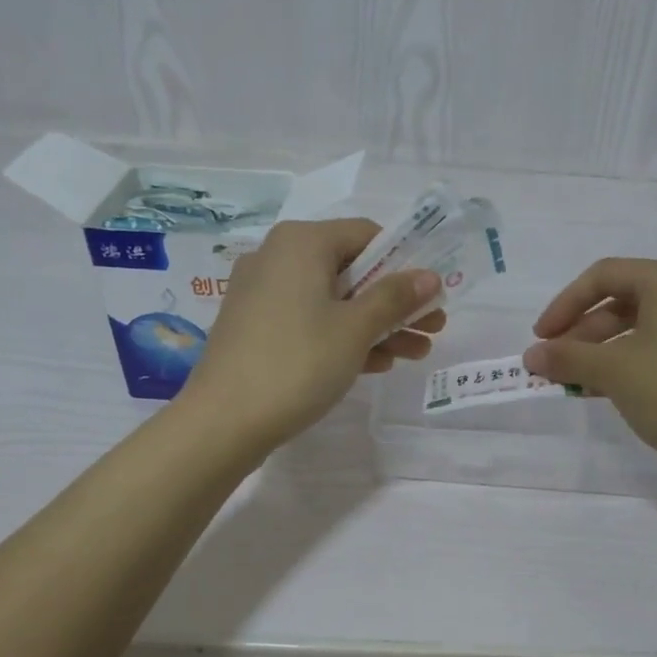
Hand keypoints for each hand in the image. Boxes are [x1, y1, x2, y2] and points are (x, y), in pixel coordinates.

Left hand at [179, 218, 444, 451]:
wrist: (223, 422)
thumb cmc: (297, 363)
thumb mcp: (355, 329)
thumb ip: (395, 298)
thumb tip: (430, 276)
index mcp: (301, 242)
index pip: (366, 234)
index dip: (405, 262)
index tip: (430, 295)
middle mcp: (278, 257)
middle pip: (351, 270)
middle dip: (396, 301)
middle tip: (433, 328)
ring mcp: (263, 294)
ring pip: (333, 301)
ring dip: (376, 325)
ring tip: (416, 353)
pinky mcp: (256, 328)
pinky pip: (310, 321)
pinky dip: (343, 337)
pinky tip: (377, 364)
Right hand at [523, 258, 656, 480]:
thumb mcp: (612, 370)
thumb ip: (567, 357)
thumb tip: (532, 356)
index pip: (603, 276)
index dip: (564, 305)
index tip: (540, 338)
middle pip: (622, 301)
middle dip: (582, 331)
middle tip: (555, 363)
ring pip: (640, 329)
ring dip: (601, 352)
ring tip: (575, 382)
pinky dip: (628, 365)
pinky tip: (606, 392)